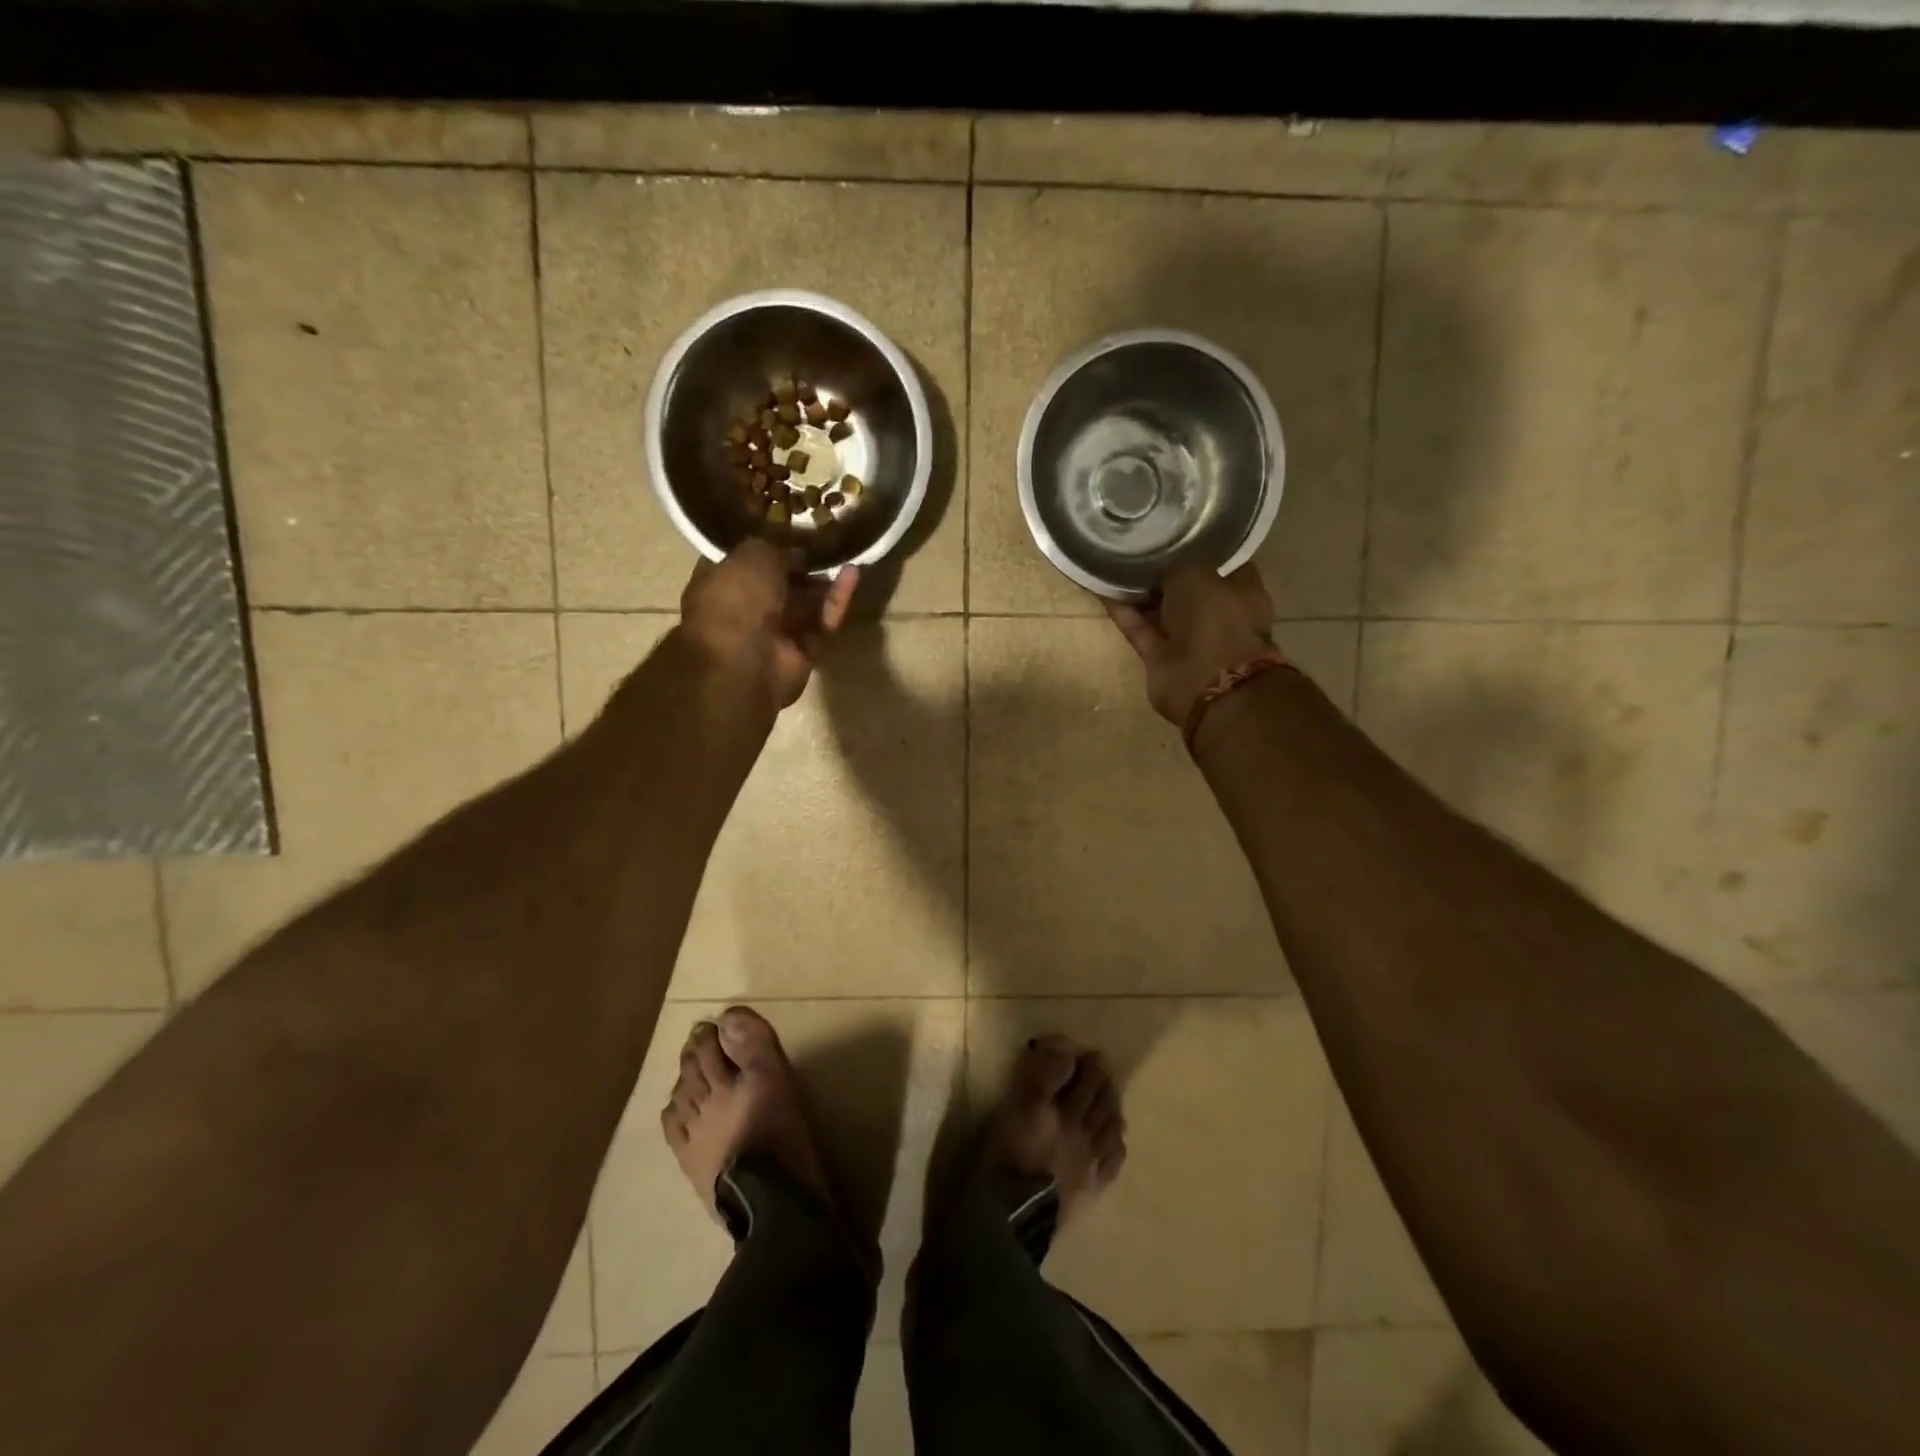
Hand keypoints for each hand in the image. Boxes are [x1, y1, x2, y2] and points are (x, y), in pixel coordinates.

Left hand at [680, 540, 859, 711]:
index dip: (767, 545)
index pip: (743, 561)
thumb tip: (797, 555)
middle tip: (825, 545)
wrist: (744, 661)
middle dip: (801, 567)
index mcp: (718, 584)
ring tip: (846, 555)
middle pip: (778, 585)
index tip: (792, 530)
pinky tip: (853, 574)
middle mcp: (744, 610)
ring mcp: (774, 635)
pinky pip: (821, 623)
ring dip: (824, 582)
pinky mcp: (801, 654)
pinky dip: (836, 601)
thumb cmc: (736, 599)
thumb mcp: (753, 554)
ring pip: (804, 605)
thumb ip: (776, 547)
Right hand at [1103, 561, 1275, 725]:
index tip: (1172, 534)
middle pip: (1188, 589)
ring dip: (1140, 594)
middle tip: (1138, 550)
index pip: (1221, 563)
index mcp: (1243, 591)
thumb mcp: (1196, 574)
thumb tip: (1161, 566)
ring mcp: (1190, 639)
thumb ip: (1178, 565)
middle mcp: (1219, 615)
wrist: (1209, 685)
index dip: (1197, 549)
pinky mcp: (1162, 658)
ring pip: (1162, 610)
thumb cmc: (1215, 620)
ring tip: (1114, 567)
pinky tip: (1104, 592)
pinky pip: (1140, 628)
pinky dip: (1124, 613)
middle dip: (1165, 574)